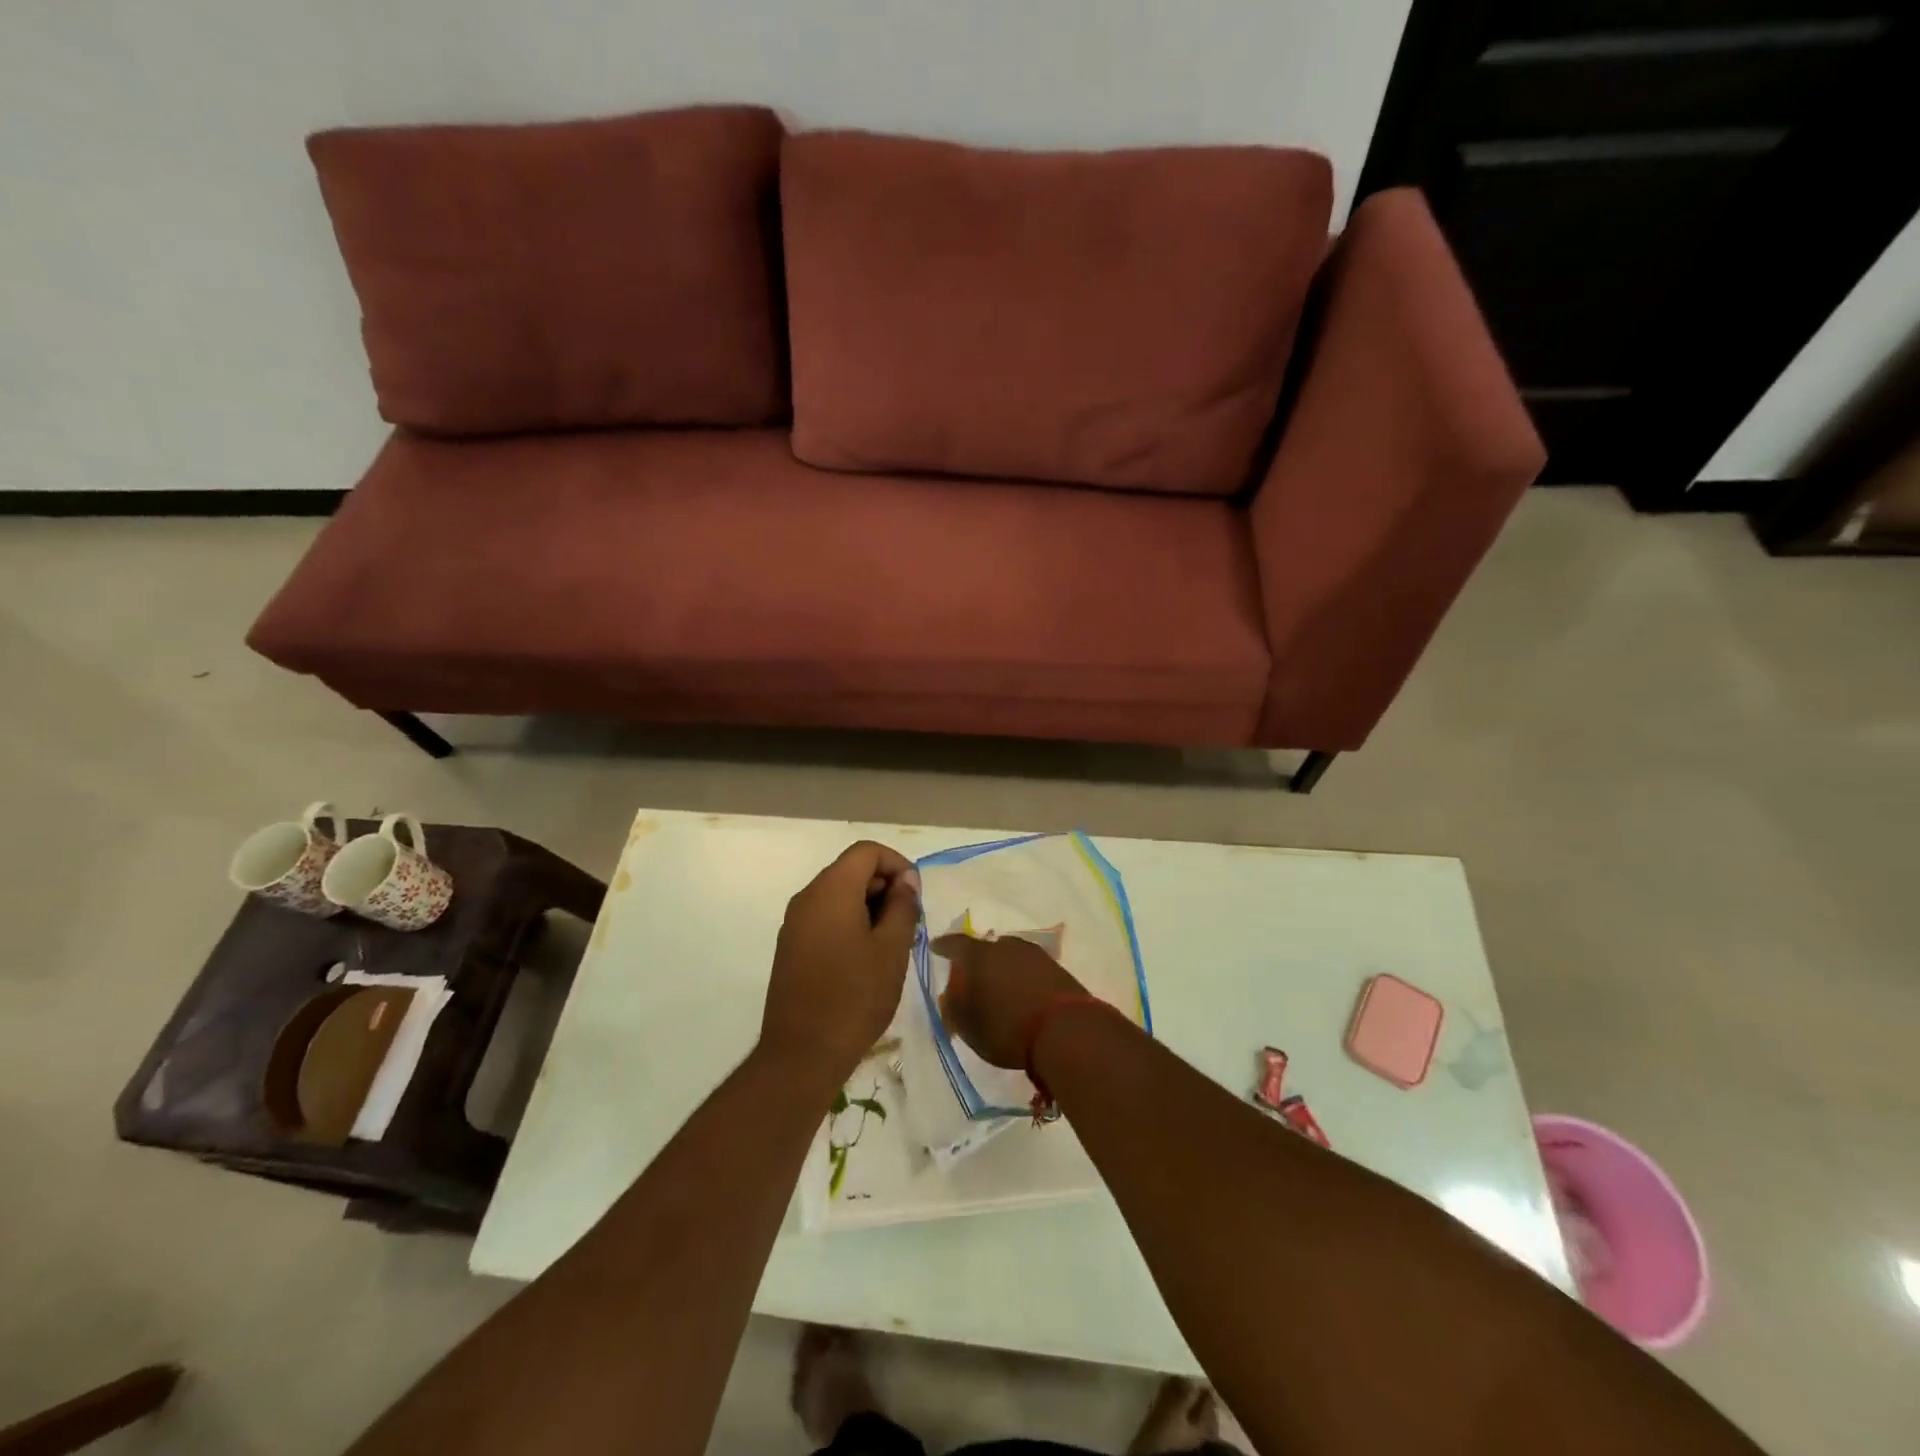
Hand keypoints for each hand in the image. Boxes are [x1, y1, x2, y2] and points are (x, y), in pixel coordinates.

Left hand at [762, 841, 920, 1082]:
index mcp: (831, 890)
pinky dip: (850, 923)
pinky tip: (867, 958)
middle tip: (909, 923)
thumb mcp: (892, 949)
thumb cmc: (855, 996)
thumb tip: (905, 881)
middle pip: (851, 870)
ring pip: (838, 895)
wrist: (802, 1054)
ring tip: (892, 942)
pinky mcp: (791, 947)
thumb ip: (902, 906)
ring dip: (869, 907)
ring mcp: (794, 923)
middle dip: (884, 887)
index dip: (897, 864)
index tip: (915, 896)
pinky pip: (825, 918)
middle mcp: (807, 898)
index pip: (867, 852)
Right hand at [930, 932, 1087, 1068]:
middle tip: (971, 977)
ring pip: (1009, 956)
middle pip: (985, 948)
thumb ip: (953, 1007)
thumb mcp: (967, 1026)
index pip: (954, 944)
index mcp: (978, 955)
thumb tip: (950, 996)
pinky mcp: (1056, 968)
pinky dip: (1021, 977)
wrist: (1064, 1031)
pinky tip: (1021, 993)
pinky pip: (1029, 968)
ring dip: (1002, 968)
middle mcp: (1005, 946)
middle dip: (976, 961)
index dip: (944, 947)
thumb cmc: (1005, 1028)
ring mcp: (1033, 954)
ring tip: (998, 987)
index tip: (936, 948)